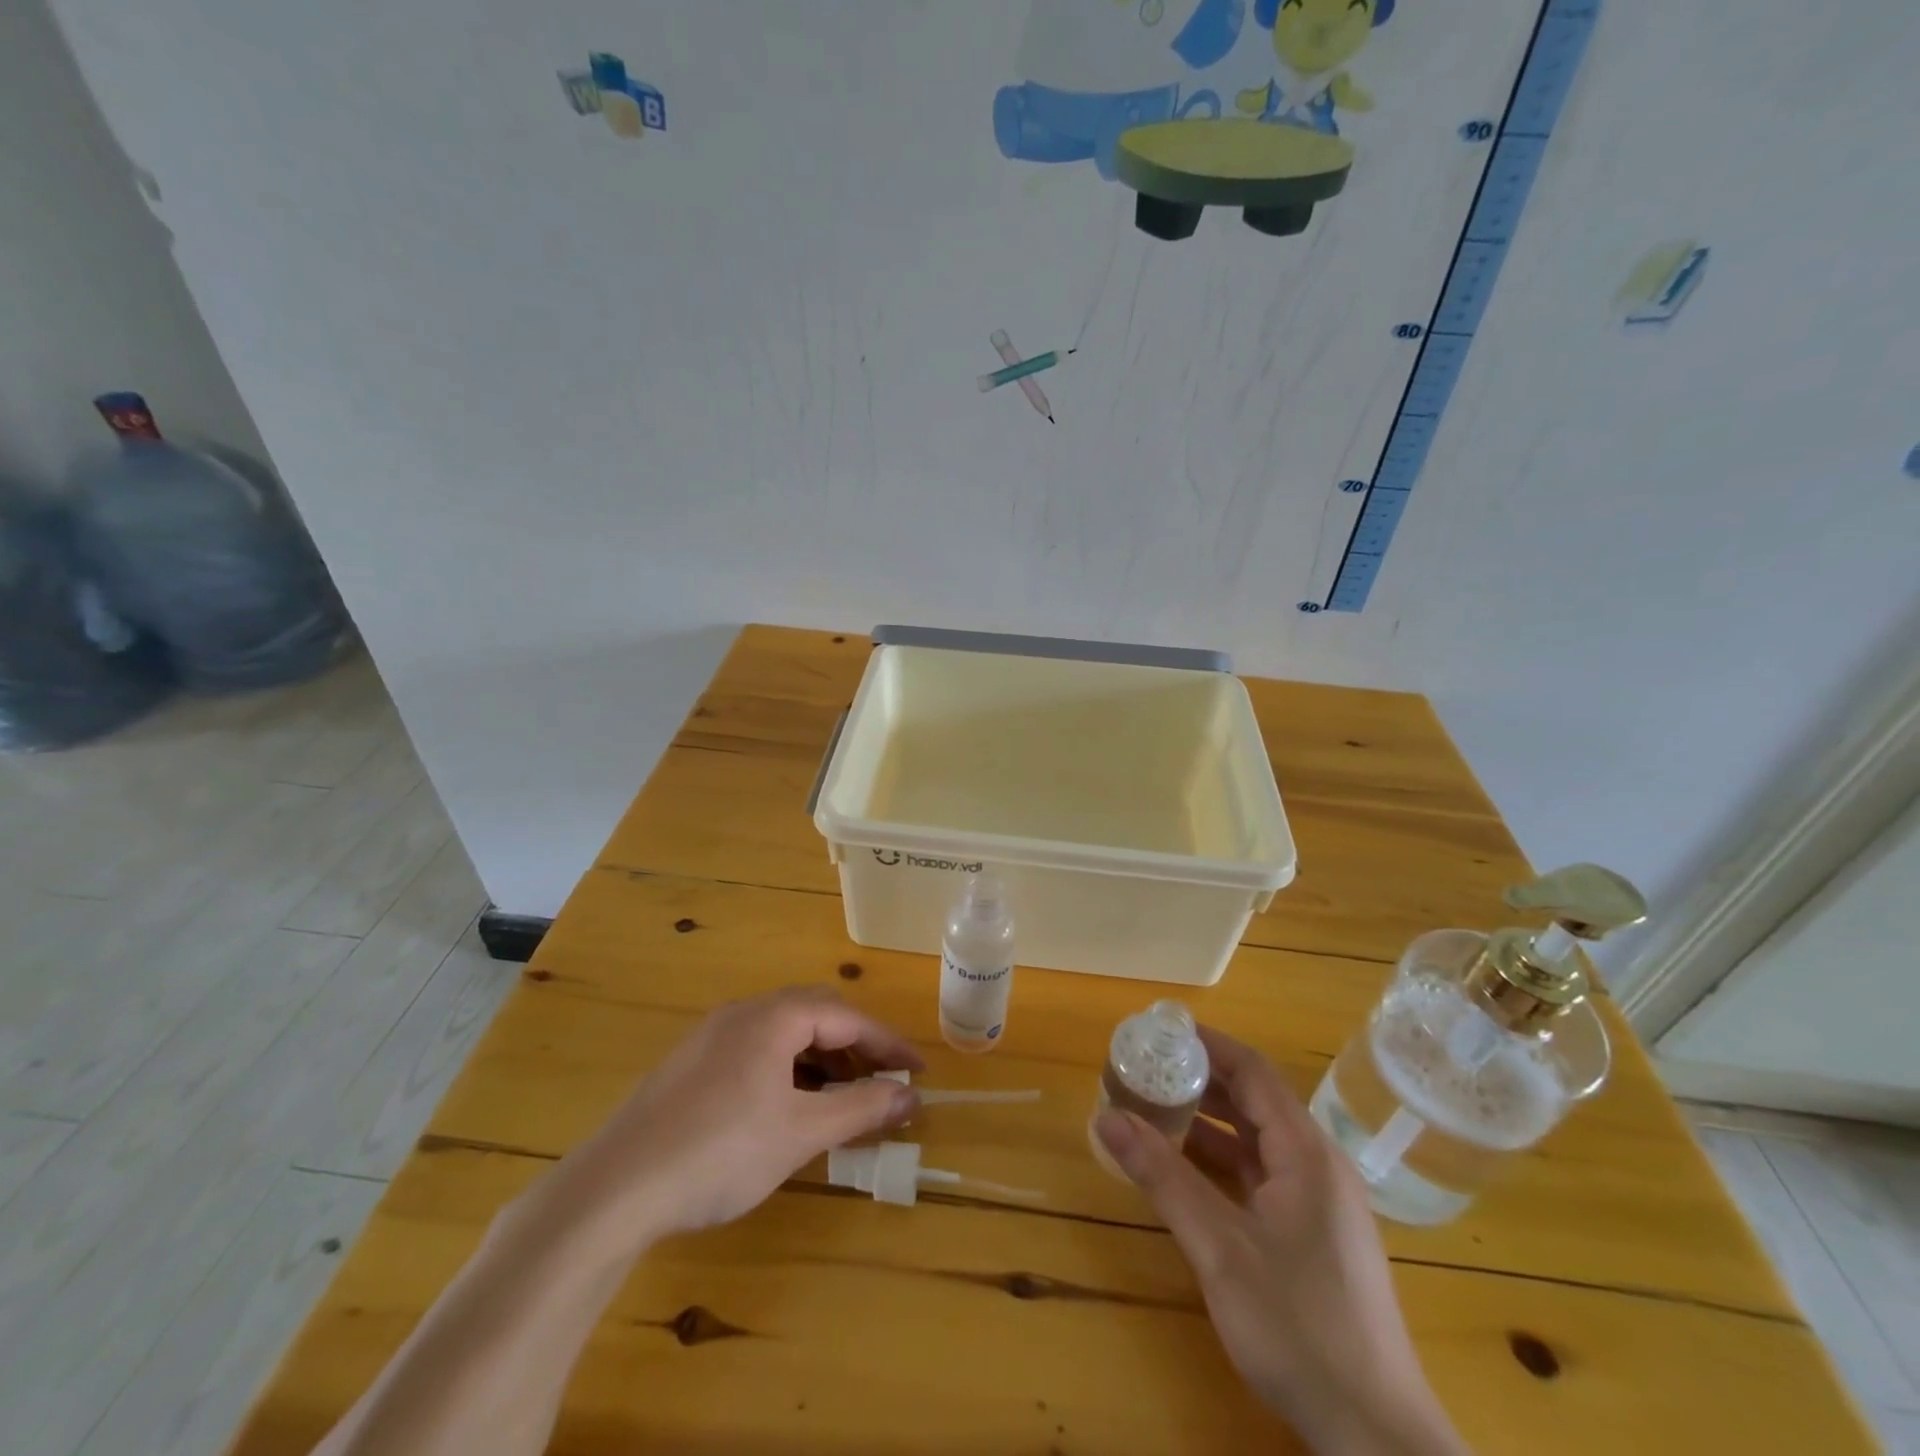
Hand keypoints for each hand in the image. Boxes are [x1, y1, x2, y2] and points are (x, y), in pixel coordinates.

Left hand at [554, 987, 923, 1242]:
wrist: (613, 1191)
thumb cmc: (720, 1153)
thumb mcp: (801, 1133)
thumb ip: (861, 1109)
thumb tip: (910, 1097)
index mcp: (774, 1016)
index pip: (847, 1017)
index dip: (888, 1044)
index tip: (918, 1072)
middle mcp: (744, 1012)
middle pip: (816, 1015)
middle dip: (855, 1048)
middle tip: (882, 1083)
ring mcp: (712, 1036)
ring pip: (784, 1033)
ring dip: (821, 1060)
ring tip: (841, 1100)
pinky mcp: (691, 1064)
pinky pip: (757, 1050)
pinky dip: (788, 1069)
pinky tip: (789, 1108)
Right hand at [1095, 1028, 1466, 1455]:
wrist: (1374, 1435)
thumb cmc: (1296, 1325)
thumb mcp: (1218, 1247)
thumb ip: (1162, 1176)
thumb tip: (1106, 1116)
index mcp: (1306, 1152)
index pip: (1253, 1071)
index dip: (1208, 1044)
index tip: (1161, 1030)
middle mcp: (1319, 1165)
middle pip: (1256, 1101)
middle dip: (1202, 1081)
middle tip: (1148, 1070)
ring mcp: (1322, 1202)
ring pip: (1259, 1141)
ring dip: (1211, 1123)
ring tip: (1156, 1112)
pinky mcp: (1317, 1235)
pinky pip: (1266, 1175)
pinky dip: (1225, 1161)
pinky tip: (1188, 1170)